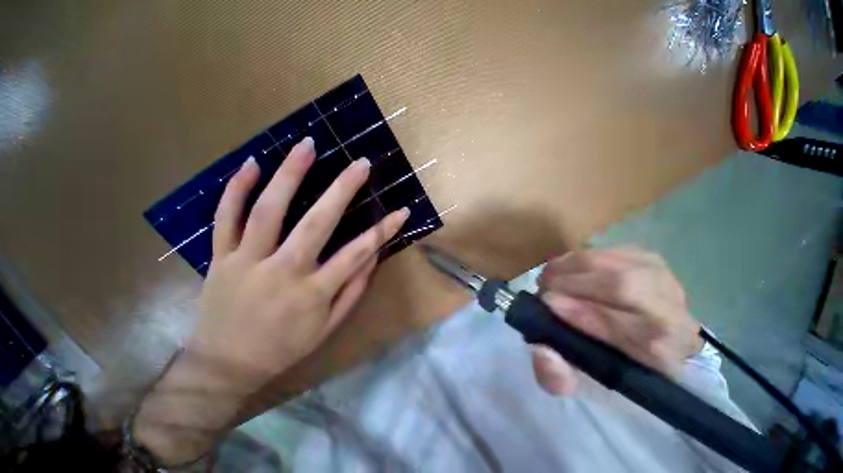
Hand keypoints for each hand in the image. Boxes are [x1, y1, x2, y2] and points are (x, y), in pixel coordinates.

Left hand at [133, 137, 408, 463]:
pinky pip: (226, 218)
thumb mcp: (323, 333)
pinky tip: (252, 163)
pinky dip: (237, 189)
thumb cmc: (279, 350)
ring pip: (268, 211)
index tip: (401, 209)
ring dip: (290, 175)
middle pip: (316, 224)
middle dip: (342, 190)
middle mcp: (282, 273)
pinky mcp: (222, 256)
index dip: (382, 231)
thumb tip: (372, 259)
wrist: (227, 362)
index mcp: (311, 296)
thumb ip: (349, 296)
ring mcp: (248, 261)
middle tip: (361, 162)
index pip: (355, 255)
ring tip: (308, 145)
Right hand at [531, 247, 703, 395]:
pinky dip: (590, 256)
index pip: (623, 328)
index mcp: (659, 356)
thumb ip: (559, 380)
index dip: (582, 314)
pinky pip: (619, 252)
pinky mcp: (657, 261)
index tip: (546, 305)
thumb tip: (543, 351)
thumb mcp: (586, 391)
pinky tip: (571, 267)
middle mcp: (672, 315)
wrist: (658, 350)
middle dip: (576, 283)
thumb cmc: (621, 375)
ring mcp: (668, 282)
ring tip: (551, 275)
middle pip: (624, 287)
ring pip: (621, 264)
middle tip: (543, 288)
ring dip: (578, 265)